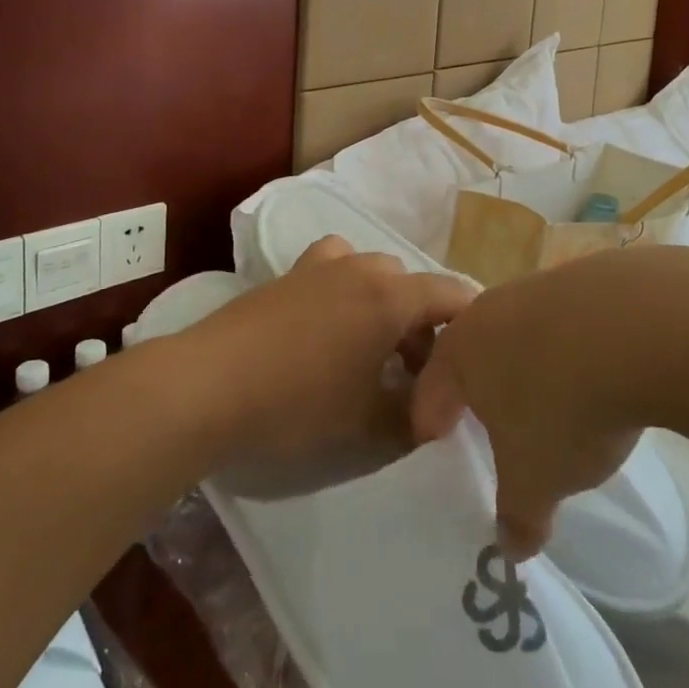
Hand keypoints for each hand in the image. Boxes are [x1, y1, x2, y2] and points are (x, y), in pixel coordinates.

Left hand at [188, 236, 475, 483]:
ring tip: (372, 350)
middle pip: (412, 285)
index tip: (476, 361)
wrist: (212, 383)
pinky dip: (345, 289)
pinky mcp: (288, 273)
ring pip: (373, 274)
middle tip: (416, 375)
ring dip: (384, 305)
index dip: (472, 324)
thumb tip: (436, 417)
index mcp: (391, 296)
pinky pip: (333, 269)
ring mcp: (321, 265)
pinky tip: (329, 326)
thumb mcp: (367, 422)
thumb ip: (413, 418)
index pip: (453, 295)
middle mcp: (362, 268)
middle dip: (424, 325)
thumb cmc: (299, 402)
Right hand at [411, 252, 647, 557]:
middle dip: (481, 395)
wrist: (637, 325)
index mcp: (458, 353)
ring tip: (557, 404)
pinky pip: (565, 323)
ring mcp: (536, 288)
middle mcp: (488, 311)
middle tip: (499, 433)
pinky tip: (601, 374)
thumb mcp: (536, 479)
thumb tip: (511, 548)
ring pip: (519, 335)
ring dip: (530, 368)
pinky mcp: (583, 278)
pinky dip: (573, 349)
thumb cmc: (563, 405)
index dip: (431, 431)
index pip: (428, 395)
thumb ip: (517, 515)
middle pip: (472, 357)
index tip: (444, 458)